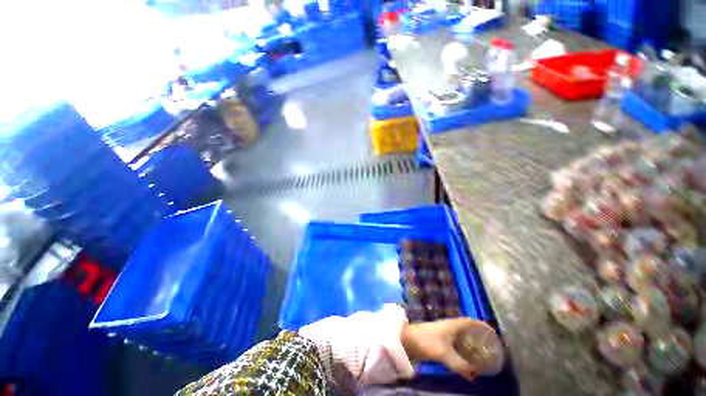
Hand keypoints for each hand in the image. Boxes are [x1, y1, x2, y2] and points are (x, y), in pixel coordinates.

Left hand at [400, 318, 493, 381]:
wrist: (408, 339)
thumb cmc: (427, 341)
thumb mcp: (444, 353)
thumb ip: (460, 364)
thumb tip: (475, 375)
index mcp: (453, 325)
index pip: (471, 322)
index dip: (482, 326)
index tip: (494, 334)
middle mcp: (450, 327)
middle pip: (468, 330)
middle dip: (479, 338)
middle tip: (491, 349)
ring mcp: (444, 333)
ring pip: (462, 338)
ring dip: (472, 345)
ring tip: (483, 356)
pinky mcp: (440, 340)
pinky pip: (456, 344)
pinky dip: (463, 351)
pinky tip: (467, 360)